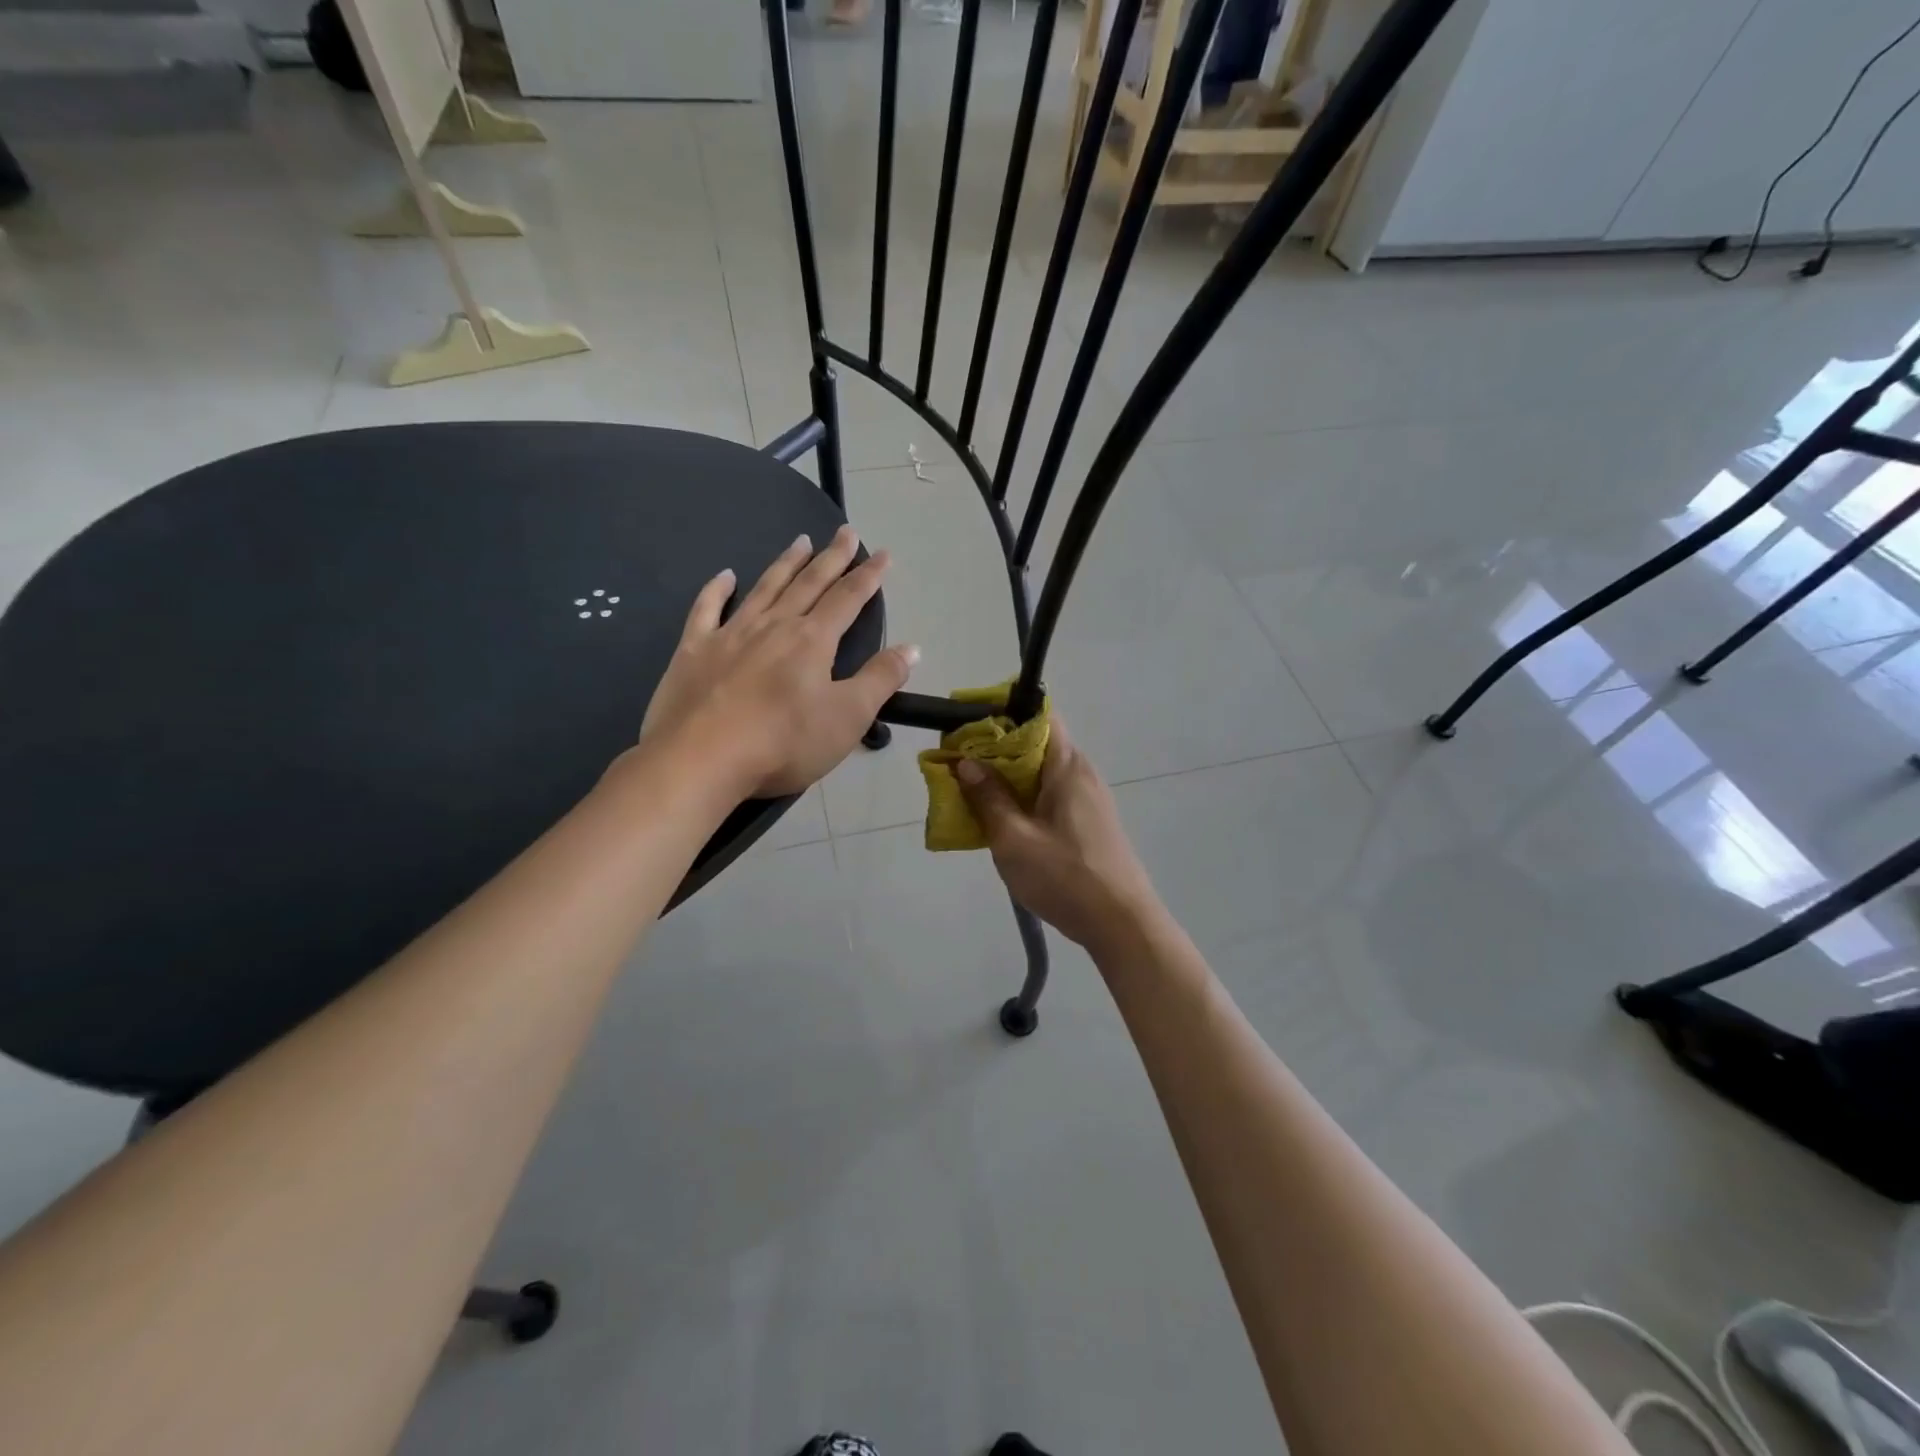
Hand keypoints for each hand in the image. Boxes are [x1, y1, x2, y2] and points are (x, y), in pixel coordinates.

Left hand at [640, 526, 917, 797]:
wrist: (702, 759)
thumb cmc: (784, 743)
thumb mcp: (848, 717)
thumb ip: (881, 679)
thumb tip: (911, 648)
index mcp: (812, 641)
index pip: (848, 599)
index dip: (868, 576)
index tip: (883, 554)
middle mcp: (774, 626)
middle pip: (808, 584)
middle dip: (831, 558)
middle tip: (845, 532)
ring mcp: (730, 634)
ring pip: (764, 589)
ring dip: (785, 564)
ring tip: (800, 541)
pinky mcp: (694, 650)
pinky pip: (706, 609)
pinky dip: (717, 590)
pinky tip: (725, 575)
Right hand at [955, 717, 1162, 951]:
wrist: (1123, 924)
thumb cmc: (1065, 877)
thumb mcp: (1014, 839)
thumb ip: (988, 798)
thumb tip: (966, 762)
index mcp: (1067, 766)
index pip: (1038, 717)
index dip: (1002, 716)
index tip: (968, 730)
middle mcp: (1081, 773)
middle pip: (1035, 745)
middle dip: (995, 752)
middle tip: (958, 766)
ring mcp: (1088, 799)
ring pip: (1040, 774)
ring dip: (1007, 780)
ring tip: (972, 796)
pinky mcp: (1088, 823)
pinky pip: (1049, 797)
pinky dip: (1023, 800)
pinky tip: (1002, 823)